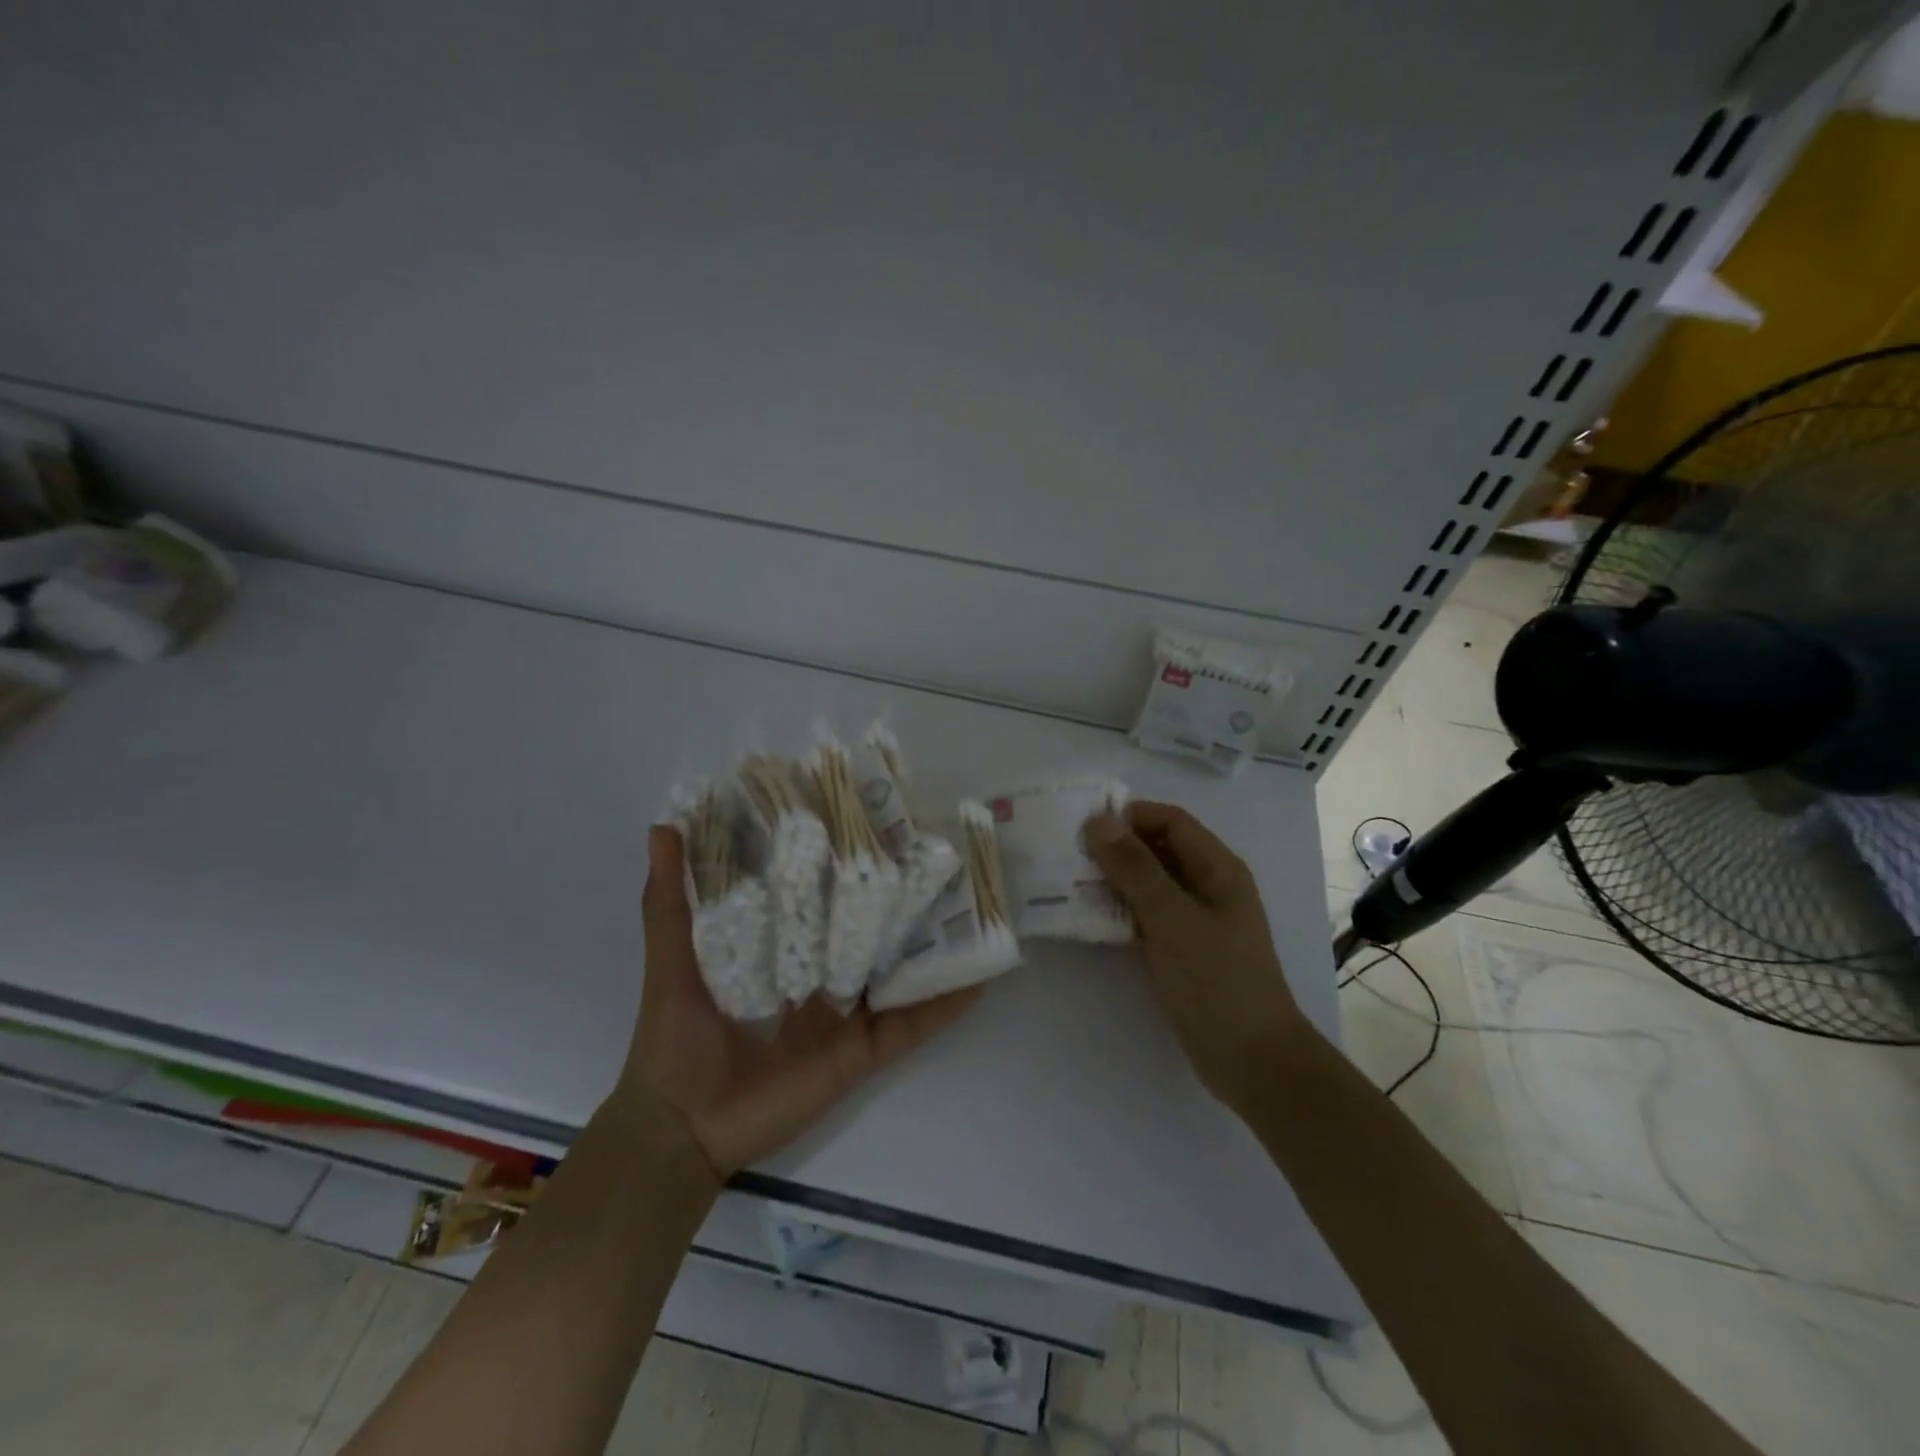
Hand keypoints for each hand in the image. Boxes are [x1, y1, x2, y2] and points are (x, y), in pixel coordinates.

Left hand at [618, 826, 983, 1181]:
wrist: (679, 1128)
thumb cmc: (674, 1037)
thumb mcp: (672, 957)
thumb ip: (670, 898)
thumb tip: (663, 825)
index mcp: (780, 952)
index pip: (819, 900)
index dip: (840, 866)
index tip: (867, 825)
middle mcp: (818, 979)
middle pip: (864, 934)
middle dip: (893, 901)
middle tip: (932, 858)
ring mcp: (843, 1017)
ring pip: (895, 975)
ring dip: (929, 947)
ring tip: (967, 907)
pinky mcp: (858, 1054)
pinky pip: (908, 1028)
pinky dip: (943, 1007)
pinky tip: (977, 980)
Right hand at [1085, 802, 1311, 1109]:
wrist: (1252, 1061)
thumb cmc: (1217, 981)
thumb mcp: (1172, 918)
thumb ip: (1134, 868)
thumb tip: (1098, 821)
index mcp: (1217, 868)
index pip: (1170, 821)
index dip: (1130, 816)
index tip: (1083, 825)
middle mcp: (1207, 886)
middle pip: (1157, 849)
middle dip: (1115, 847)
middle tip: (1067, 852)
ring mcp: (1194, 919)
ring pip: (1148, 883)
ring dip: (1112, 878)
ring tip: (1067, 880)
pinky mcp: (1180, 949)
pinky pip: (1145, 915)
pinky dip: (1118, 909)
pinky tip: (1087, 915)